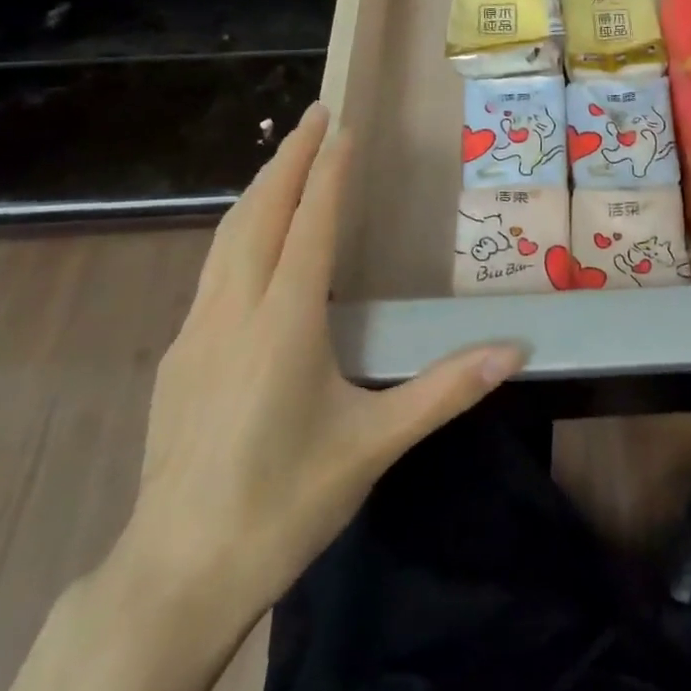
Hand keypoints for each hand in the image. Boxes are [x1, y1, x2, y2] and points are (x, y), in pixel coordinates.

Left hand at [115, 103, 526, 614]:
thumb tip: (514, 350)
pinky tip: (251, 244)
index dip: (328, 172)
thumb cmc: (283, 505)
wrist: (176, 574)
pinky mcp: (176, 356)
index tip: (343, 127)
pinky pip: (212, 270)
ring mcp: (195, 331)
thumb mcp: (373, 445)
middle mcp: (234, 311)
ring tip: (285, 160)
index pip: (311, 225)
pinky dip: (238, 232)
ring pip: (226, 237)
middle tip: (314, 115)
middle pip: (259, 212)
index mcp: (283, 323)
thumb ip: (444, 390)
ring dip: (259, 189)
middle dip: (288, 158)